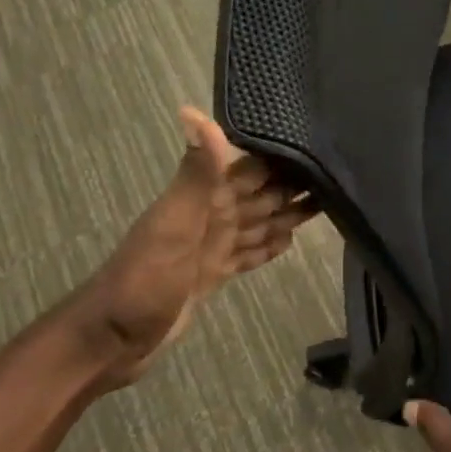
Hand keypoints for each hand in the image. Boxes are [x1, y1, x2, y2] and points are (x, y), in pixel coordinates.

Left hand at [50, 106, 317, 390]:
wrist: (113, 340)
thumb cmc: (145, 279)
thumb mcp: (174, 223)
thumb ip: (196, 173)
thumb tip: (194, 111)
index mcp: (204, 198)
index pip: (251, 166)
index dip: (281, 153)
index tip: (319, 140)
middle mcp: (211, 216)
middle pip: (260, 193)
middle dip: (293, 183)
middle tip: (338, 172)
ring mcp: (212, 247)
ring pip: (258, 222)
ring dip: (287, 213)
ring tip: (326, 202)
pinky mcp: (213, 274)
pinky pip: (248, 253)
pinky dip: (268, 246)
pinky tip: (289, 240)